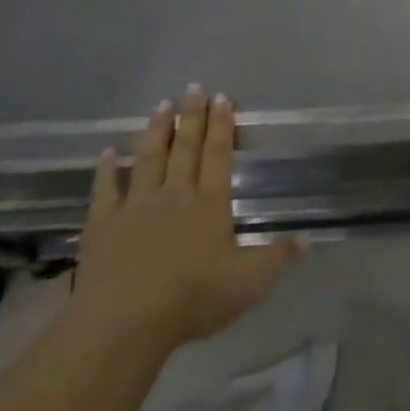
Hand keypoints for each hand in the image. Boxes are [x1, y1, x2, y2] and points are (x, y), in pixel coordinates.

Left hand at [67, 86, 297, 360]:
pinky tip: (106, 152)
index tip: (223, 98)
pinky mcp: (103, 224)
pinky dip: (106, 169)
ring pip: (148, 158)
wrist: (125, 323)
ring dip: (156, 130)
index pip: (218, 155)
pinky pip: (105, 189)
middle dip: (192, 116)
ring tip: (161, 104)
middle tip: (194, 87)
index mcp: (210, 204)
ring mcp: (137, 206)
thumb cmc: (193, 300)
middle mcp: (175, 195)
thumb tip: (306, 239)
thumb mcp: (248, 283)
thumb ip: (276, 257)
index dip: (222, 126)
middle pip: (185, 148)